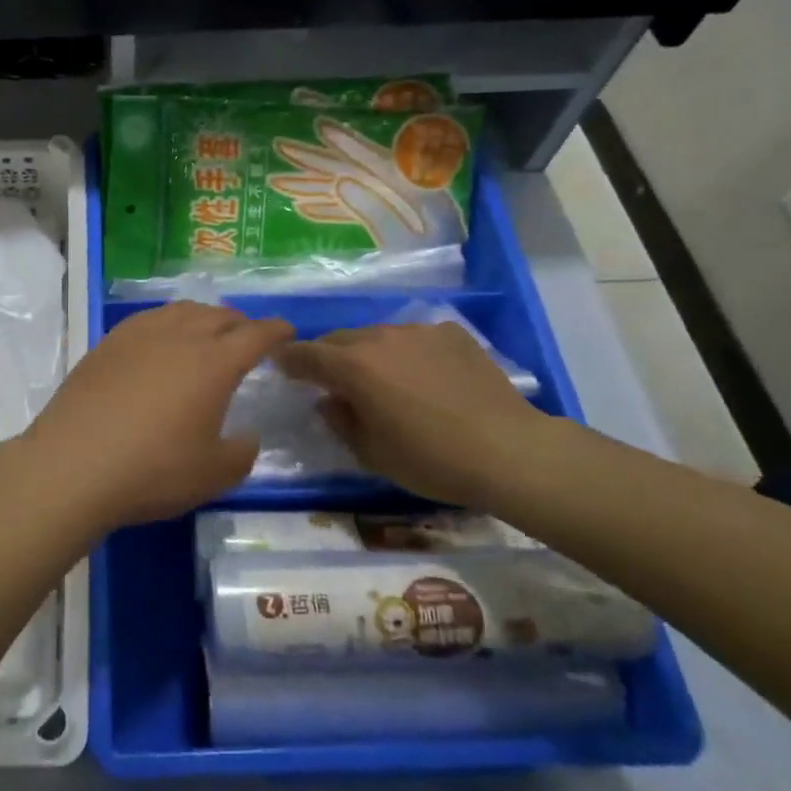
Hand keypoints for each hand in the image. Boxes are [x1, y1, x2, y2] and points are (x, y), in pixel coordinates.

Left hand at [11, 302, 293, 533]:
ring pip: (181, 310)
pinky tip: (161, 340)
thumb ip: (241, 453)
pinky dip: (168, 322)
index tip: (287, 330)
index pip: (255, 334)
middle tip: (247, 336)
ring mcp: (139, 334)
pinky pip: (148, 319)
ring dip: (203, 316)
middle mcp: (179, 336)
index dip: (276, 330)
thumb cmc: (152, 469)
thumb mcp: (213, 474)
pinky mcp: (107, 342)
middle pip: (218, 315)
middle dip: (240, 322)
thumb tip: (246, 436)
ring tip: (207, 331)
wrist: (74, 462)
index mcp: (214, 363)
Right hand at [278, 323, 555, 510]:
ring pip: (378, 336)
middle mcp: (380, 338)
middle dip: (329, 356)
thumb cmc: (431, 459)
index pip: (306, 354)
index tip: (281, 365)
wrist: (509, 450)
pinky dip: (408, 353)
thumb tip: (328, 402)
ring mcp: (418, 332)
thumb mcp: (372, 453)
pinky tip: (425, 377)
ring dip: (369, 353)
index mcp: (353, 366)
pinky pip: (415, 338)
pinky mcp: (451, 334)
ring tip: (383, 379)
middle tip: (331, 379)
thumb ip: (341, 422)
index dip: (289, 359)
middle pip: (340, 339)